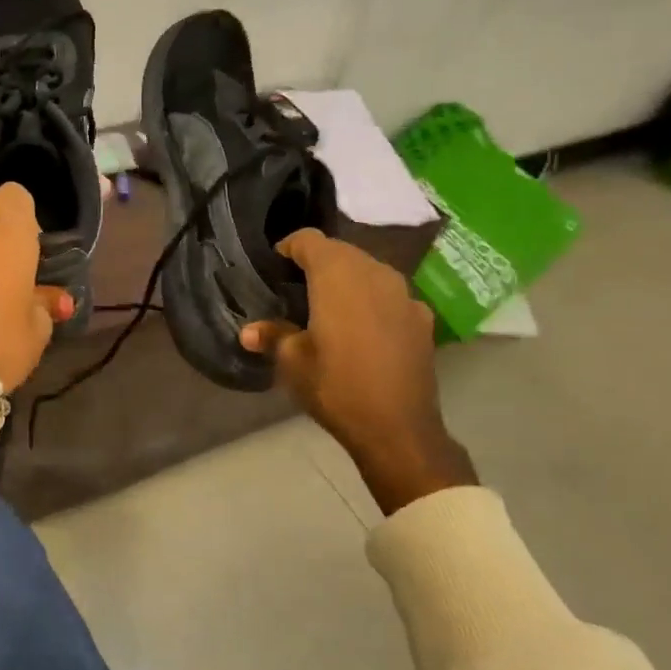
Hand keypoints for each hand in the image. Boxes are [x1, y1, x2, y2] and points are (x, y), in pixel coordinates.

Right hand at [240, 228, 475, 515]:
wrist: (398, 429)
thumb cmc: (336, 387)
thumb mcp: (293, 362)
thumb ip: (273, 336)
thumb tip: (249, 331)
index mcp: (337, 276)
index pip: (310, 240)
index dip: (289, 247)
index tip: (276, 265)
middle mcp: (374, 273)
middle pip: (342, 251)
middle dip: (318, 261)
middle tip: (296, 286)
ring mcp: (404, 294)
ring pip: (369, 269)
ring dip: (347, 278)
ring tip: (328, 304)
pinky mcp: (421, 317)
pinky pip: (390, 294)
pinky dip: (372, 299)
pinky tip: (363, 327)